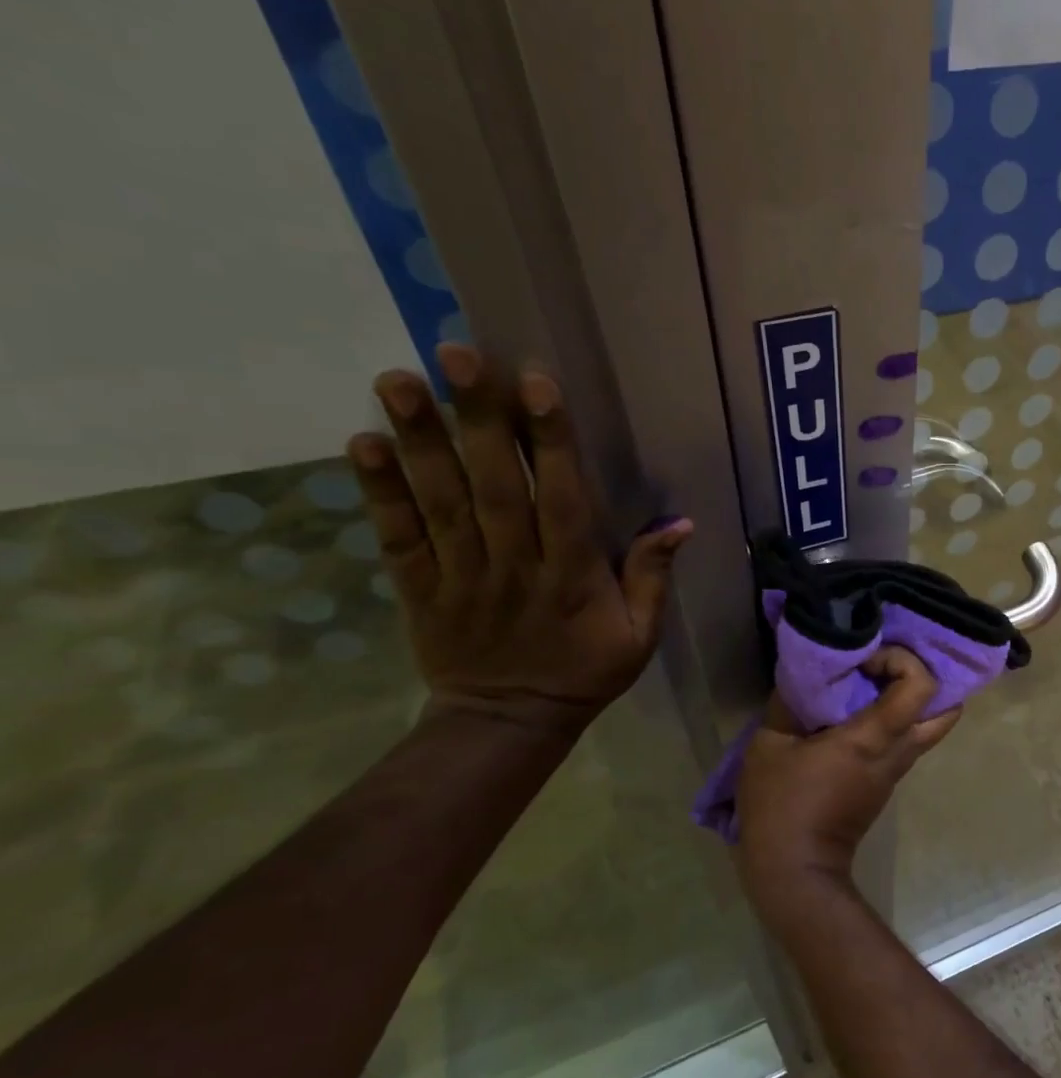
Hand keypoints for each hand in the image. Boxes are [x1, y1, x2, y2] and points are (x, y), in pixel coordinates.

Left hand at [348, 342, 690, 735]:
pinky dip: (379, 492)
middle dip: (476, 419)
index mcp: (572, 576)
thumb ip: (653, 578)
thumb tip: (682, 524)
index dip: (548, 442)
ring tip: (396, 380)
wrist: (509, 722)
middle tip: (457, 355)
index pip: (561, 499)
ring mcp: (461, 576)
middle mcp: (514, 566)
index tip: (536, 385)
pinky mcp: (420, 589)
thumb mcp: (640, 635)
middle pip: (494, 486)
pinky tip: (362, 443)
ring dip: (418, 441)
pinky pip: (398, 537)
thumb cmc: (585, 672)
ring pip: (440, 502)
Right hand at [735, 646, 960, 919]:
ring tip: (873, 683)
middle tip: (888, 667)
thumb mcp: (769, 745)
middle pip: (947, 709)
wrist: (795, 872)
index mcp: (874, 738)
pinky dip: (898, 719)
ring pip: (930, 726)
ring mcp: (897, 770)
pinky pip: (908, 741)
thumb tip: (807, 672)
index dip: (903, 660)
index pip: (921, 687)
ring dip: (911, 700)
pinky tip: (862, 711)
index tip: (868, 659)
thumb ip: (790, 701)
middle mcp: (898, 752)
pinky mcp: (887, 783)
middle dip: (926, 679)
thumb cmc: (780, 806)